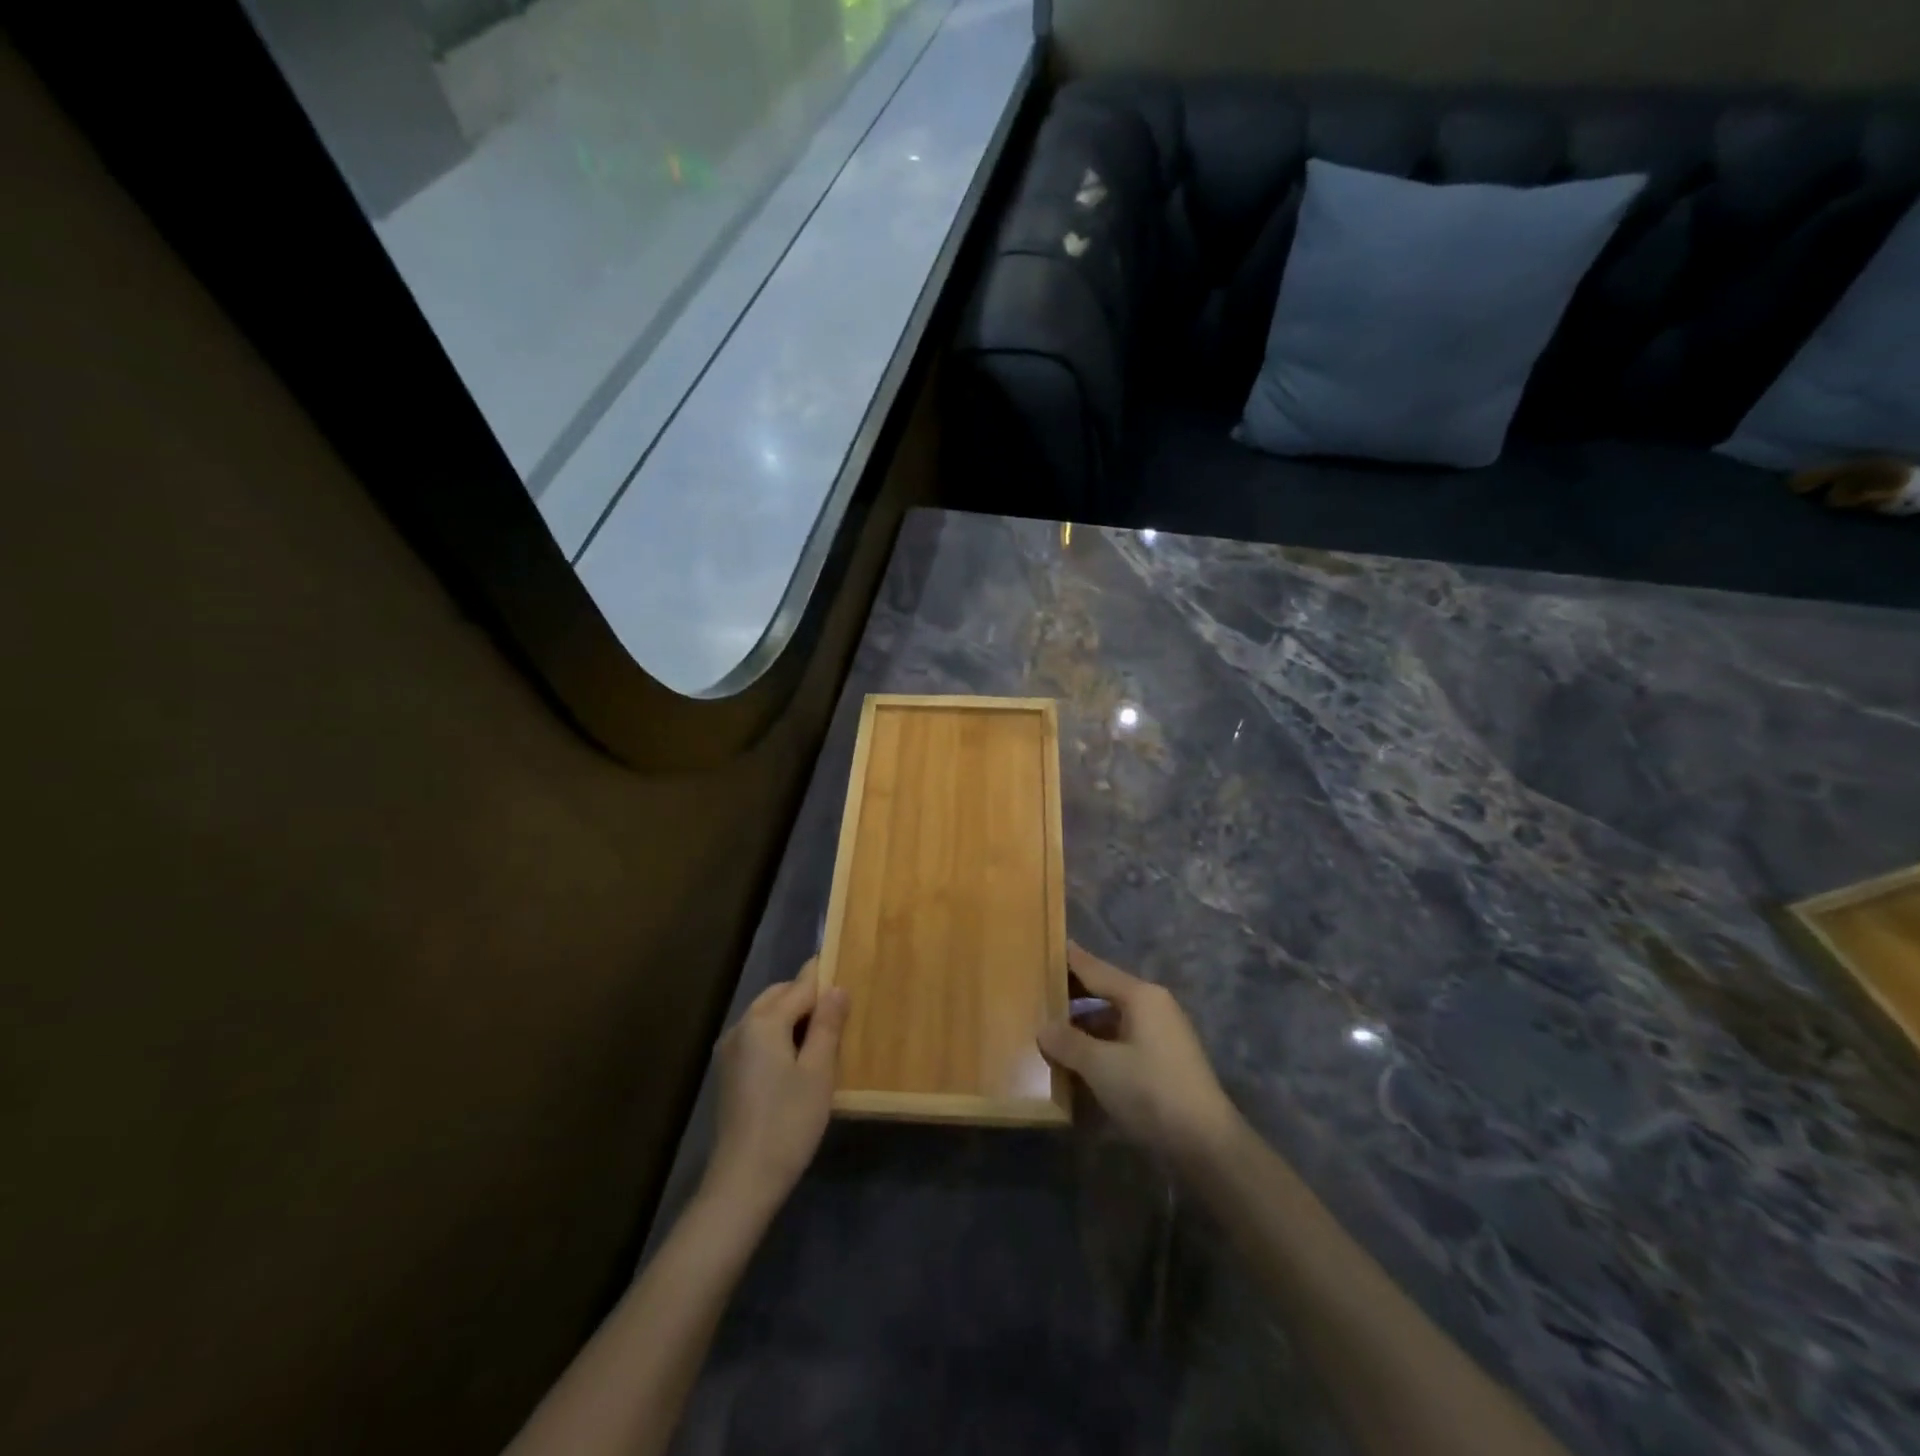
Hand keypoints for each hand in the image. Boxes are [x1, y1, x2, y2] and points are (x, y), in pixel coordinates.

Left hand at [701, 958, 849, 1216]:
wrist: (743, 1181)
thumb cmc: (789, 1122)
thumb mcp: (819, 1071)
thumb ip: (827, 1024)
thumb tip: (837, 987)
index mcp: (763, 1021)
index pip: (800, 986)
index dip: (825, 978)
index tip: (847, 970)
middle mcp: (741, 1027)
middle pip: (778, 995)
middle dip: (807, 996)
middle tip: (840, 1009)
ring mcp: (730, 1051)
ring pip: (766, 1015)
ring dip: (792, 1015)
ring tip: (823, 1034)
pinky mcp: (728, 1073)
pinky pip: (757, 1036)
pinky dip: (778, 1034)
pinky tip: (797, 1058)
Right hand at [1039, 944, 1240, 1169]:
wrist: (1205, 1144)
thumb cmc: (1150, 1090)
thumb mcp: (1100, 1066)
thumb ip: (1068, 1042)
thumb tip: (1044, 1027)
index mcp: (1141, 996)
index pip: (1096, 969)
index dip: (1070, 959)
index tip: (1048, 945)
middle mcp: (1154, 1007)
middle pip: (1105, 992)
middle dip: (1073, 995)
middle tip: (1038, 990)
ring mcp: (1162, 1035)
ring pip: (1114, 1020)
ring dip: (1085, 1025)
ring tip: (1051, 1029)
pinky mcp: (1164, 1062)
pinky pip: (1123, 1041)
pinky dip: (1100, 1045)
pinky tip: (1079, 1059)